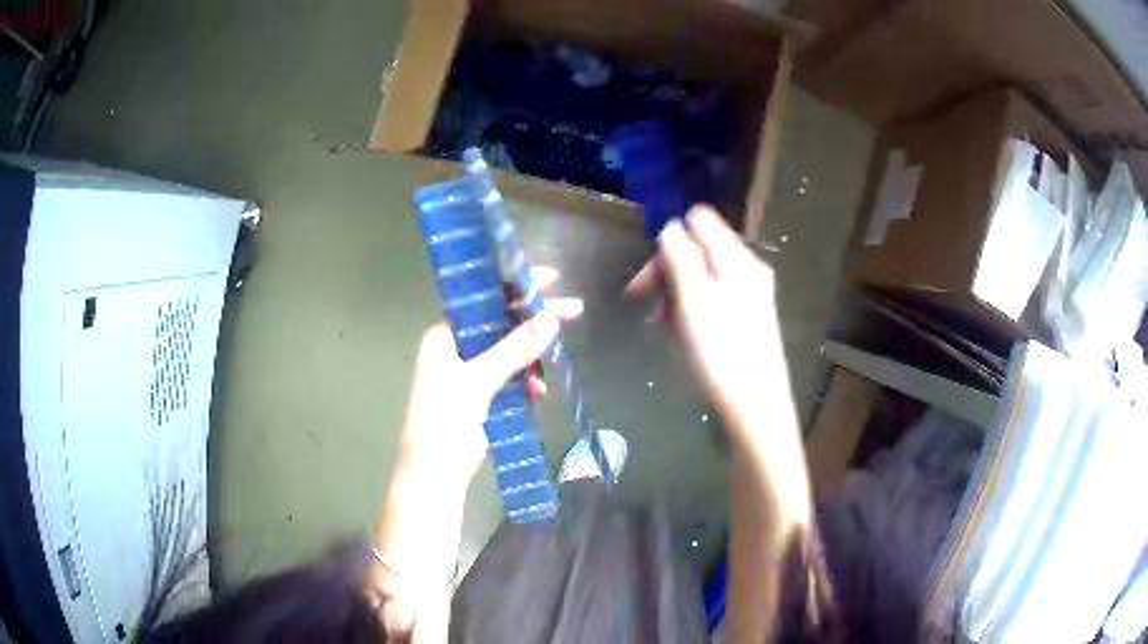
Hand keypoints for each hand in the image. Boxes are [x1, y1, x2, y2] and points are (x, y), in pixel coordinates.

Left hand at [377, 268, 581, 594]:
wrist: (435, 473)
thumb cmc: (443, 420)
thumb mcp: (478, 381)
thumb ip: (513, 349)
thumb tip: (549, 318)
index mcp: (445, 335)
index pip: (484, 300)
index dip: (516, 287)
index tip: (550, 279)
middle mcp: (456, 347)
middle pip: (501, 324)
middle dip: (534, 322)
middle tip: (573, 312)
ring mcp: (470, 372)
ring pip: (510, 352)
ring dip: (530, 360)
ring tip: (543, 379)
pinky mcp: (482, 394)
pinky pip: (511, 376)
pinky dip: (525, 381)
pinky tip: (536, 393)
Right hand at [626, 206, 789, 442]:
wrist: (755, 407)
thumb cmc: (721, 352)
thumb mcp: (693, 298)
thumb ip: (680, 255)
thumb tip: (669, 226)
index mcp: (737, 258)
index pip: (698, 221)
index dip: (668, 239)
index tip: (648, 271)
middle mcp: (747, 269)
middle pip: (699, 250)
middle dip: (667, 270)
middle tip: (640, 299)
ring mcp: (749, 295)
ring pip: (701, 278)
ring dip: (676, 295)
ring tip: (664, 325)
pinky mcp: (747, 319)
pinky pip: (711, 300)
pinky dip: (691, 311)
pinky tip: (683, 335)